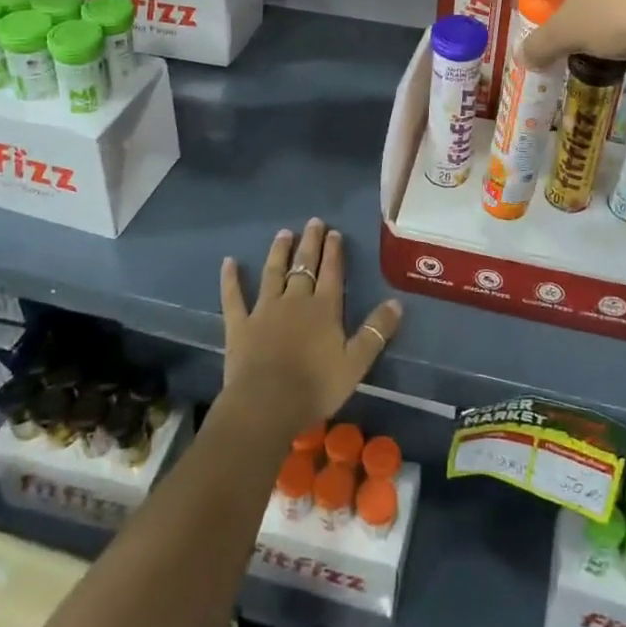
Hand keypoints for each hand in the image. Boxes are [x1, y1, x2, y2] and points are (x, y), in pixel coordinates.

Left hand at [219, 219, 402, 434]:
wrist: (267, 403)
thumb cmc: (316, 386)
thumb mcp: (356, 363)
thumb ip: (376, 332)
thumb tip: (396, 302)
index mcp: (324, 308)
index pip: (331, 273)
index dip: (334, 252)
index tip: (334, 232)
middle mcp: (295, 300)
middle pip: (304, 266)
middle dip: (310, 243)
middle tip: (313, 222)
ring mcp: (264, 310)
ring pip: (273, 273)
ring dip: (278, 252)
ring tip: (283, 234)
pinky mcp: (240, 324)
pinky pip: (234, 297)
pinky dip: (230, 279)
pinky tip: (228, 262)